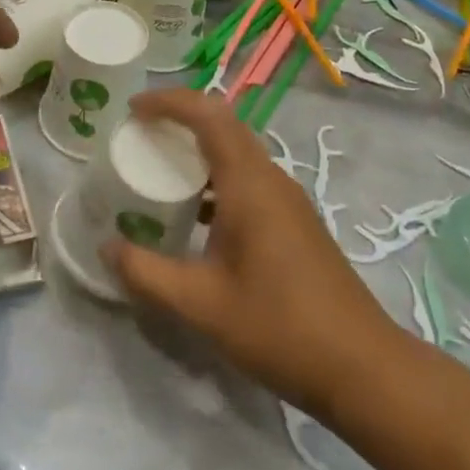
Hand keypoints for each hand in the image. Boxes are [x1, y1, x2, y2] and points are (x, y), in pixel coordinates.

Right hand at [102, 90, 400, 421]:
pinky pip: (249, 177)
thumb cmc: (279, 327)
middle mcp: (271, 178)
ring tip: (161, 168)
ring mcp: (288, 199)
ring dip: (200, 146)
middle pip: (224, 124)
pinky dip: (217, 176)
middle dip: (181, 117)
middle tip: (140, 133)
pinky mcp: (295, 220)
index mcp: (249, 183)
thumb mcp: (201, 304)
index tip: (133, 109)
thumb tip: (107, 247)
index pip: (208, 114)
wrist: (362, 367)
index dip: (169, 102)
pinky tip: (198, 214)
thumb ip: (148, 273)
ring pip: (239, 151)